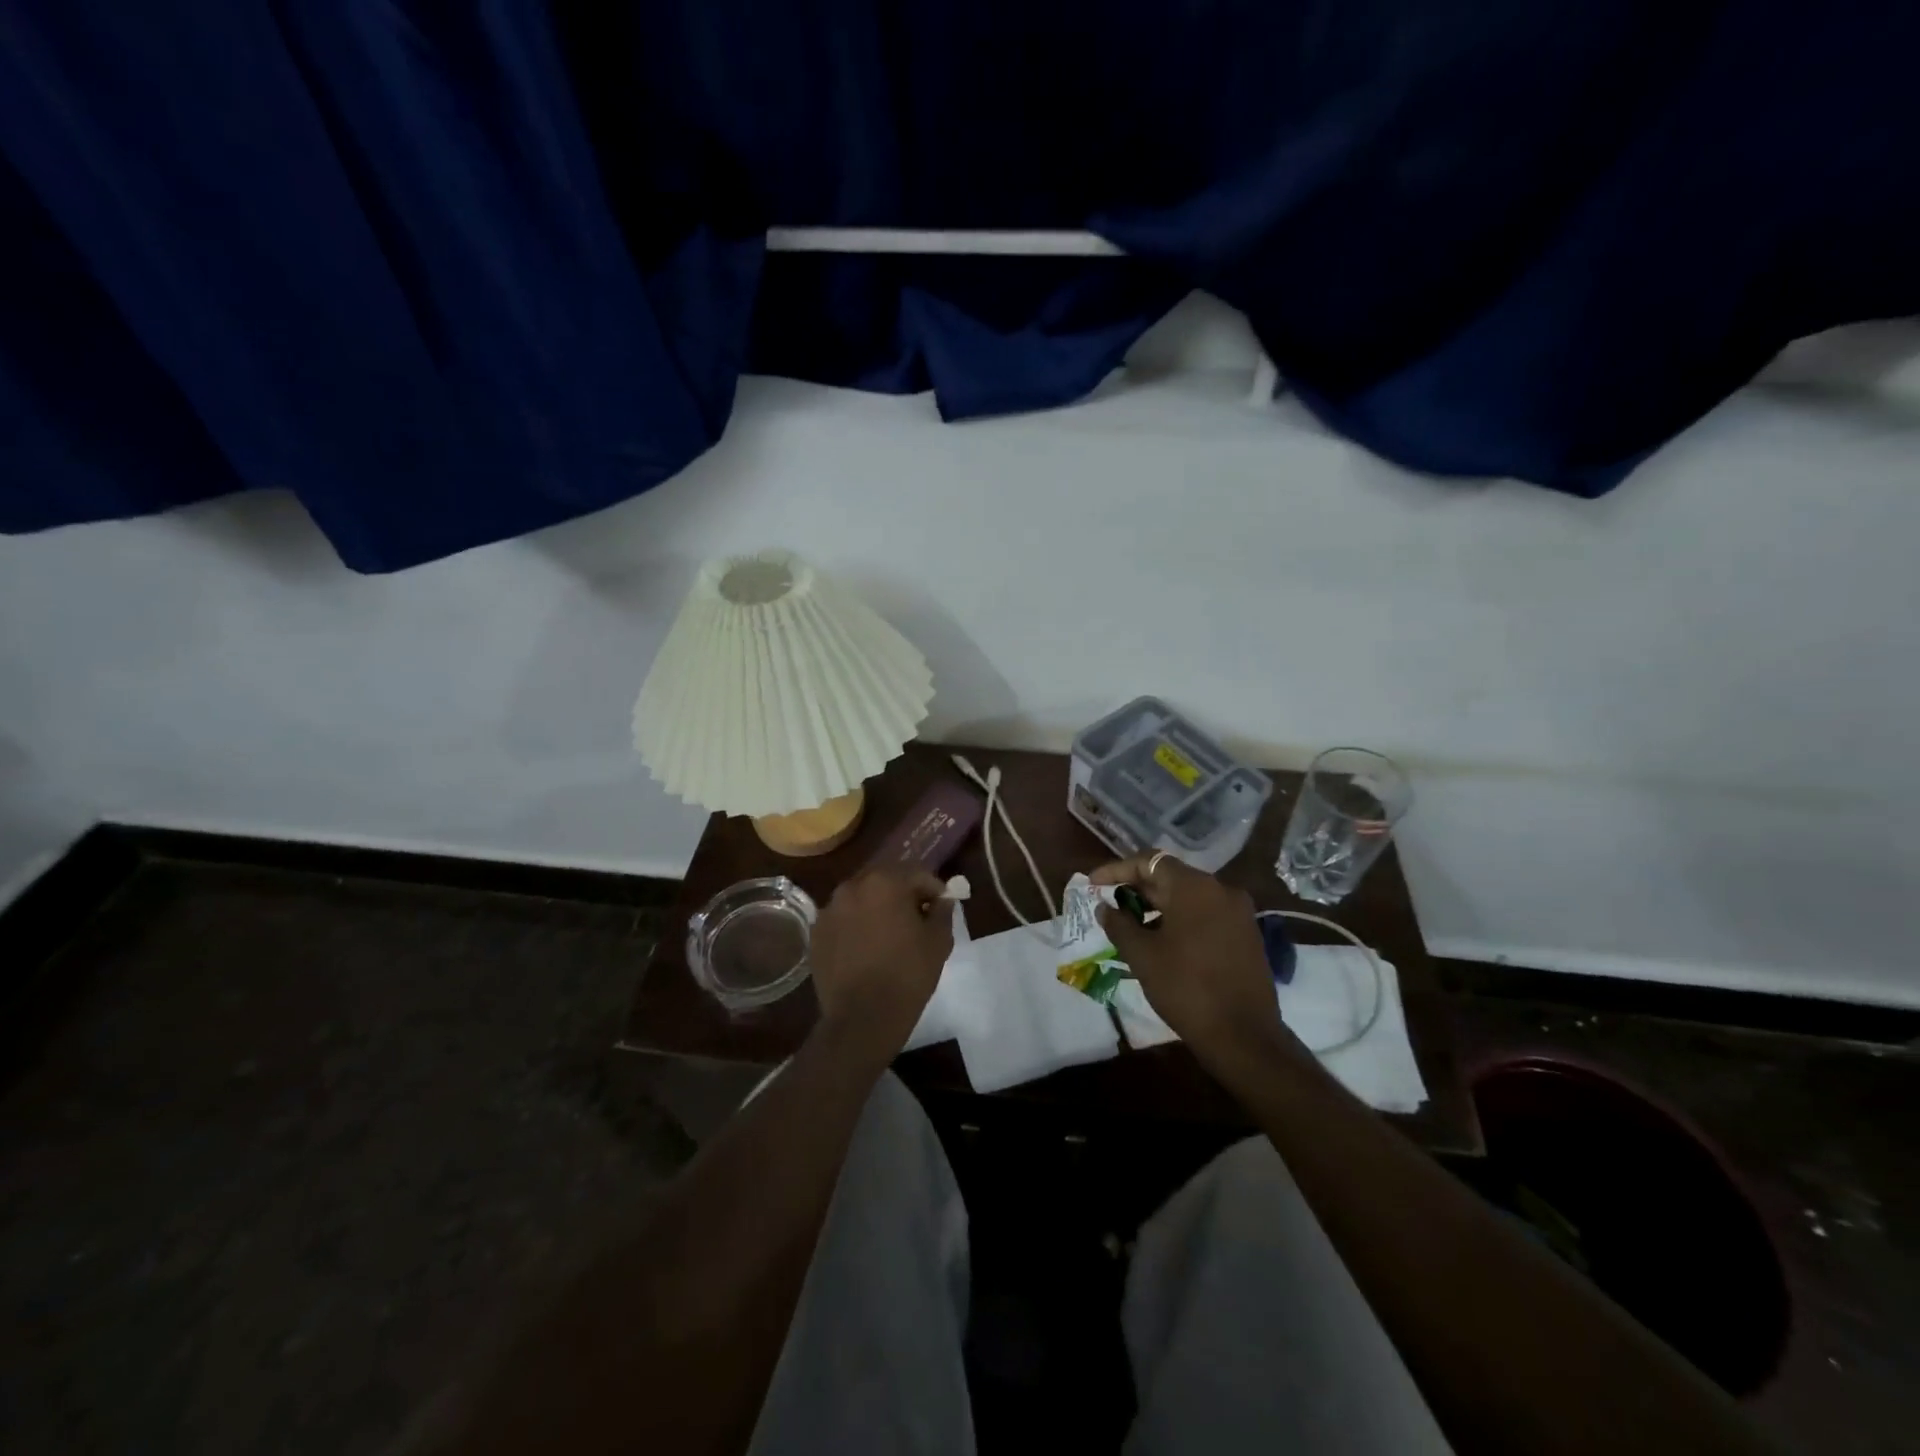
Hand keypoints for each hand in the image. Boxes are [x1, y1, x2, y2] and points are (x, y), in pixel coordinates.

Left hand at [809, 867, 953, 1066]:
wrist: (862, 1019)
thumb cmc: (907, 976)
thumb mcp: (938, 942)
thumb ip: (942, 912)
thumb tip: (942, 900)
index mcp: (885, 882)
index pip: (917, 874)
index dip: (933, 890)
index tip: (941, 907)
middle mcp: (852, 886)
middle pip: (885, 881)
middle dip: (903, 895)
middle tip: (917, 919)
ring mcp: (830, 909)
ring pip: (861, 899)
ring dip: (877, 909)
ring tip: (889, 935)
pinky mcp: (816, 933)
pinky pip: (843, 920)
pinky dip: (856, 926)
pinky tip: (866, 949)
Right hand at [1091, 855, 1293, 1071]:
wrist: (1244, 1037)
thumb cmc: (1186, 989)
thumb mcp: (1142, 956)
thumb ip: (1119, 924)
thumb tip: (1104, 907)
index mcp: (1194, 887)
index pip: (1148, 862)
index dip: (1116, 870)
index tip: (1092, 884)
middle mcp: (1221, 889)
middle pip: (1170, 876)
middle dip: (1137, 889)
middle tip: (1110, 906)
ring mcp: (1238, 912)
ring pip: (1188, 897)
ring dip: (1158, 906)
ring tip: (1132, 927)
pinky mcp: (1246, 934)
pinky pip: (1206, 914)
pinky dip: (1180, 919)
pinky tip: (1162, 941)